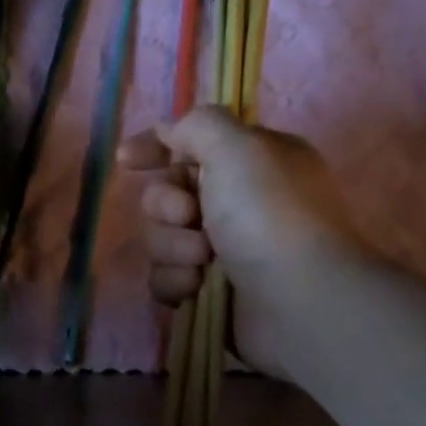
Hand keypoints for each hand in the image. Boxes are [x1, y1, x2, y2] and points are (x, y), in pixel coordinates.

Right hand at [118, 107, 363, 372]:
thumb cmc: (270, 215)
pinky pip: (164, 276)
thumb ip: (198, 126)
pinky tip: (195, 288)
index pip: (189, 142)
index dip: (153, 147)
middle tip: (191, 218)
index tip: (126, 160)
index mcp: (249, 161)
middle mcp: (235, 201)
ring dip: (172, 247)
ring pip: (160, 238)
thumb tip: (172, 133)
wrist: (299, 300)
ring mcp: (222, 249)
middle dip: (165, 206)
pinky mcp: (207, 289)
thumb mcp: (238, 147)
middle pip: (164, 194)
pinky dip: (174, 281)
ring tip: (203, 262)